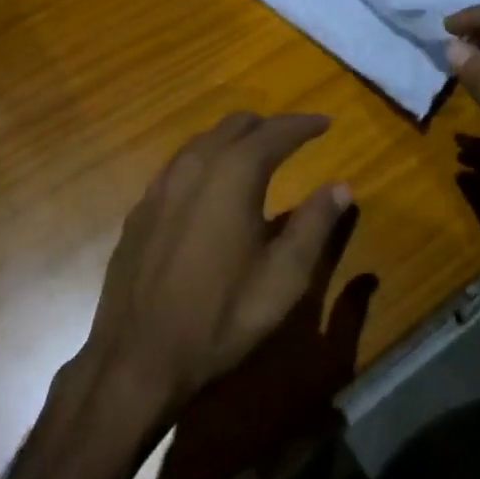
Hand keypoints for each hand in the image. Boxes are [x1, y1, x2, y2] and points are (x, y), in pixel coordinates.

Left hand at [79, 112, 352, 425]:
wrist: (138, 356)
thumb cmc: (221, 316)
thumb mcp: (284, 278)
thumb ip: (315, 225)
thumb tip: (341, 187)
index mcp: (233, 174)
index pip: (275, 132)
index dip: (303, 124)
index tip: (326, 123)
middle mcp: (193, 166)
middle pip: (234, 125)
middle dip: (267, 126)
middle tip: (293, 138)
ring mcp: (160, 186)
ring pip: (202, 141)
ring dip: (233, 139)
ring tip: (255, 154)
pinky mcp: (140, 209)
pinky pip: (178, 167)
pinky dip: (205, 162)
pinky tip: (210, 188)